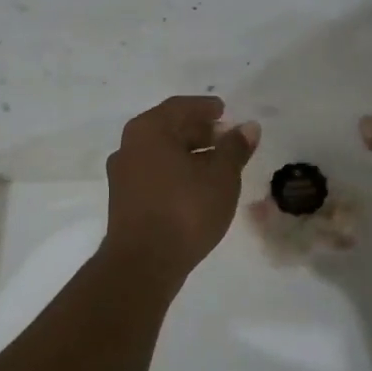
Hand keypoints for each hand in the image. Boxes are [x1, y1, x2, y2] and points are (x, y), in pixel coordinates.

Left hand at [104, 96, 259, 277]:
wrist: (142, 263)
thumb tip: (248, 127)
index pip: (180, 107)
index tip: (224, 111)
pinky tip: (196, 186)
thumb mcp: (221, 177)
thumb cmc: (185, 210)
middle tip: (225, 137)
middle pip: (168, 127)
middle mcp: (129, 145)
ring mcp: (123, 173)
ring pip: (160, 152)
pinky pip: (154, 172)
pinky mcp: (123, 199)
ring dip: (188, 152)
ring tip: (216, 164)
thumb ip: (235, 148)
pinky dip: (176, 170)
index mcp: (149, 129)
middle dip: (198, 130)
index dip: (205, 107)